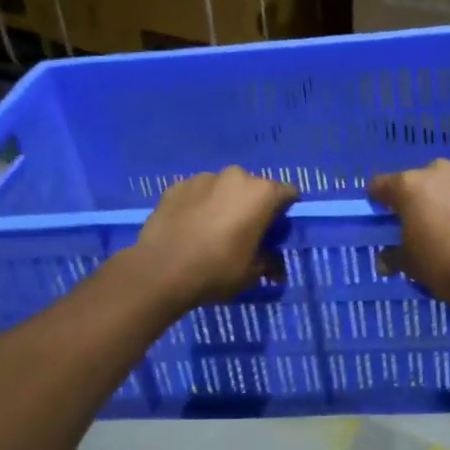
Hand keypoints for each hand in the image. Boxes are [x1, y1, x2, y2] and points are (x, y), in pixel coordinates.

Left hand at [131, 167, 298, 308]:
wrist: (160, 270)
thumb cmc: (216, 269)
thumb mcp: (251, 273)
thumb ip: (270, 263)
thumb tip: (277, 270)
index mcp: (261, 193)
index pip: (288, 193)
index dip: (285, 212)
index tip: (275, 231)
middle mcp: (235, 176)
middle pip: (254, 188)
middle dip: (252, 206)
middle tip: (243, 233)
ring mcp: (203, 178)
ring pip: (223, 189)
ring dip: (223, 204)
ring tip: (211, 231)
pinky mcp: (177, 186)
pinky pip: (197, 193)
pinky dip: (198, 205)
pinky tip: (189, 228)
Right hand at [368, 159, 449, 315]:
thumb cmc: (447, 267)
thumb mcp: (411, 266)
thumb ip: (394, 256)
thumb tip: (385, 259)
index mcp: (410, 186)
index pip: (381, 185)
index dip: (381, 199)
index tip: (386, 212)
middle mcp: (439, 170)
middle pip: (424, 181)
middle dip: (425, 198)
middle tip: (433, 224)